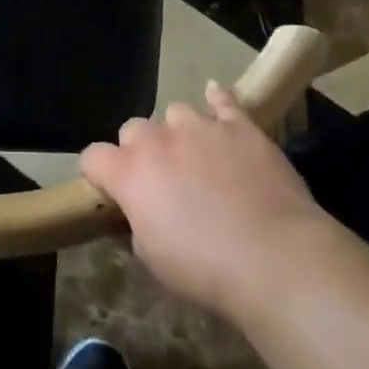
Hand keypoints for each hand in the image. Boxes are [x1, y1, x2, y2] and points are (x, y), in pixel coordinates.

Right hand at [81, 80, 325, 319]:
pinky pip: (222, 100)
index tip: (111, 192)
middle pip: (132, 129)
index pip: (93, 157)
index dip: (99, 174)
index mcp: (129, 174)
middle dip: (140, 150)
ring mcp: (199, 127)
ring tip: (197, 156)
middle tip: (161, 180)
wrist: (276, 258)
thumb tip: (138, 214)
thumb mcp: (154, 259)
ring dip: (179, 132)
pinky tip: (216, 99)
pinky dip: (217, 100)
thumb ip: (137, 225)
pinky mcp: (238, 126)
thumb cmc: (207, 269)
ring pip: (175, 112)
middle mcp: (157, 141)